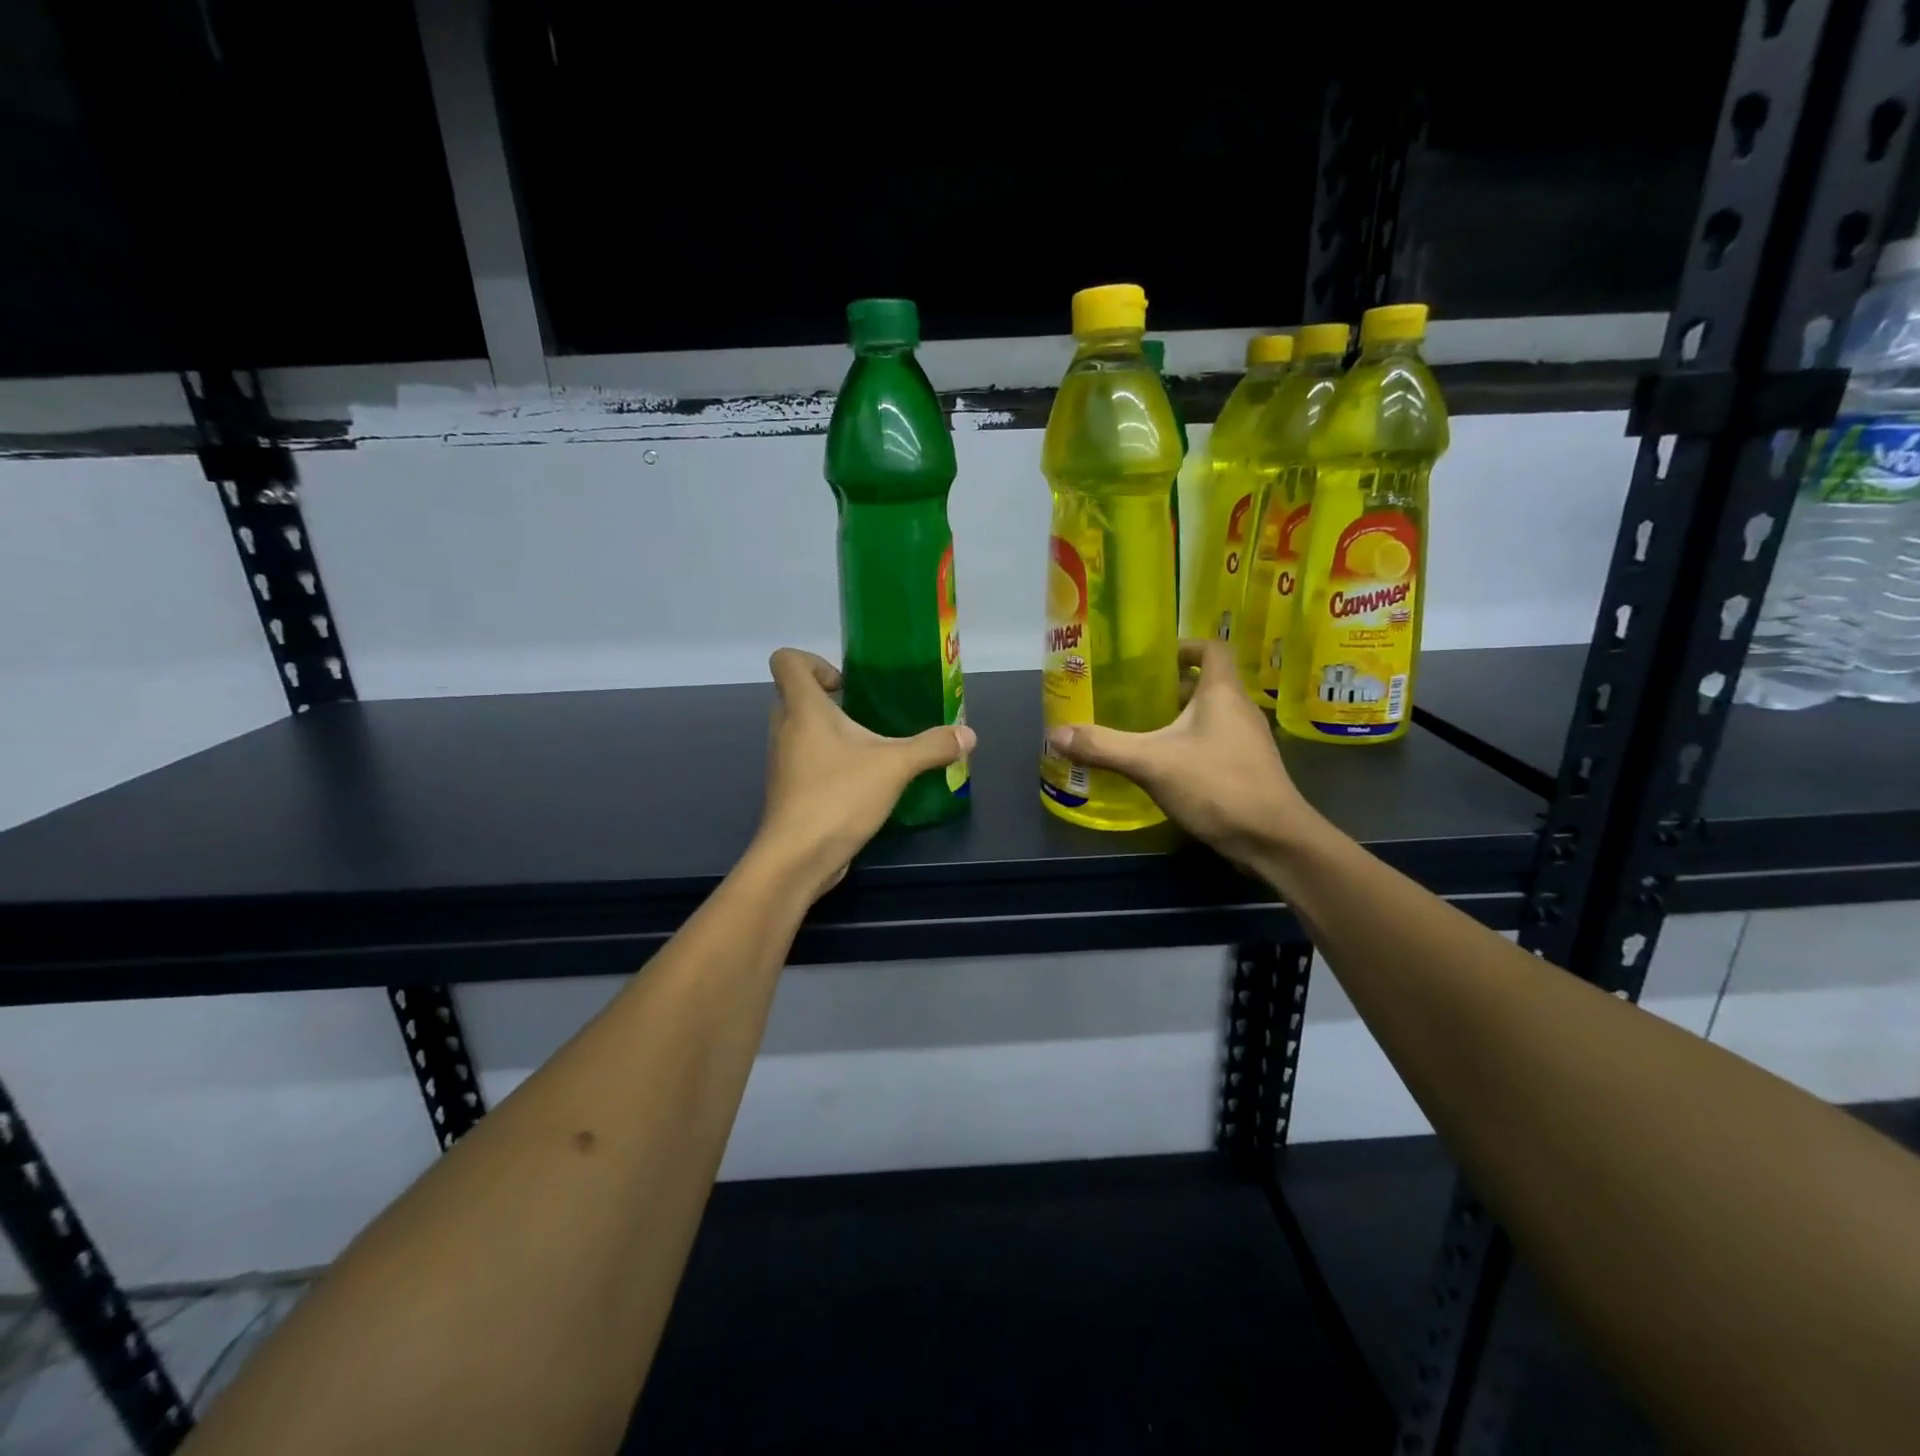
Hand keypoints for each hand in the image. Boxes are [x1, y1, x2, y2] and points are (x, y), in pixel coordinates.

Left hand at [753, 648, 975, 901]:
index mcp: (804, 709)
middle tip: (865, 715)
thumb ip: (932, 746)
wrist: (798, 857)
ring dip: (829, 734)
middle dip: (828, 701)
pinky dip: (827, 763)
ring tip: (869, 750)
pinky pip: (804, 762)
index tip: (846, 685)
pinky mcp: (788, 791)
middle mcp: (785, 730)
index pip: (787, 661)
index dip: (812, 661)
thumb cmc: (840, 796)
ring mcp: (782, 762)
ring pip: (799, 732)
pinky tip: (860, 782)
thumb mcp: (896, 766)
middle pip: (794, 696)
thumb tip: (968, 735)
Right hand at [1046, 640, 1317, 872]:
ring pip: (1210, 715)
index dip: (1182, 646)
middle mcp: (1239, 710)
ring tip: (1139, 728)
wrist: (1273, 840)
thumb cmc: (1217, 786)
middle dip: (1170, 686)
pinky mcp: (1246, 769)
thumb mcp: (1151, 763)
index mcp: (1223, 693)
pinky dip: (1188, 744)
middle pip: (1206, 683)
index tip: (1150, 659)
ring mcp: (1247, 741)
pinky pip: (1214, 742)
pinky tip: (1162, 765)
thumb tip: (1055, 734)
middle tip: (1130, 696)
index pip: (1211, 649)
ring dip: (1178, 717)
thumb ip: (1103, 747)